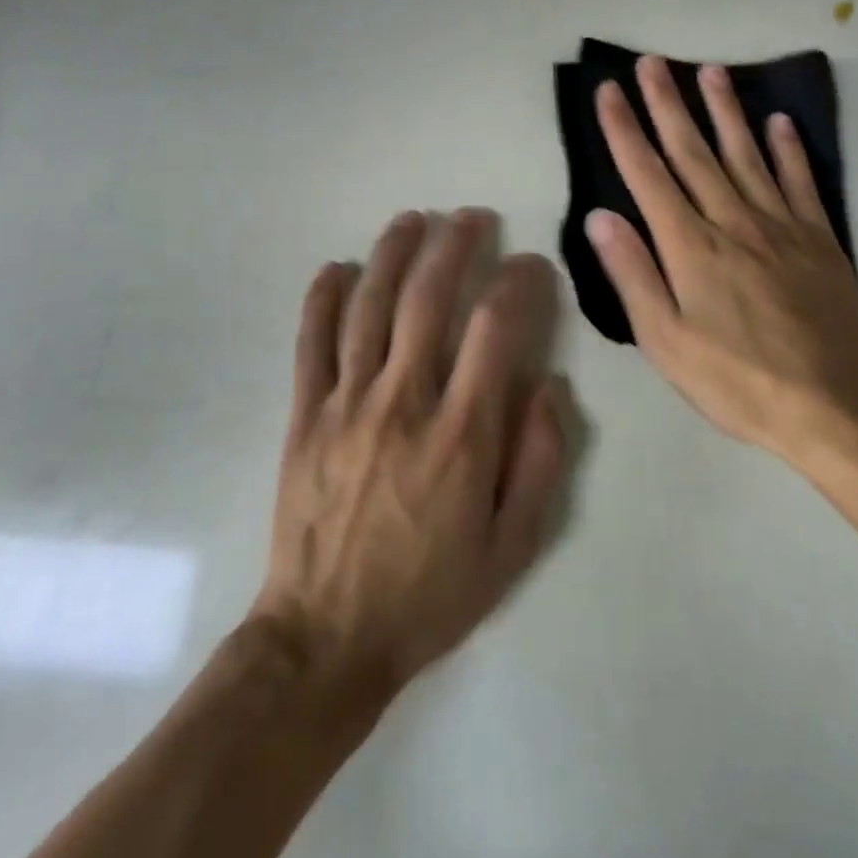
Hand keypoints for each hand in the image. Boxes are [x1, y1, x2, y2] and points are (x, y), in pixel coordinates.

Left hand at [251, 210, 562, 701]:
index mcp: (461, 434)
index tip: (529, 264)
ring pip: (369, 306)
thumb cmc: (430, 594)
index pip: (496, 330)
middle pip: (428, 299)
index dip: (518, 284)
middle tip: (471, 217)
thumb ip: (541, 462)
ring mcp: (347, 404)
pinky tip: (337, 267)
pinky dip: (323, 299)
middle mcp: (404, 402)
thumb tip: (552, 388)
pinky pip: (311, 343)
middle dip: (454, 246)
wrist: (327, 640)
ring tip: (413, 219)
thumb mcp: (513, 547)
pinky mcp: (305, 416)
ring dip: (393, 254)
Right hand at [587, 56, 857, 470]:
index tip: (609, 91)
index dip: (625, 130)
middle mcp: (733, 222)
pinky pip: (800, 182)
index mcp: (691, 247)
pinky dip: (789, 149)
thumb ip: (633, 275)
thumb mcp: (666, 342)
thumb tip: (601, 217)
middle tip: (651, 62)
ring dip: (725, 110)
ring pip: (746, 155)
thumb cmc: (737, 380)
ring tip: (709, 70)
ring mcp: (782, 226)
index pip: (648, 175)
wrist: (833, 405)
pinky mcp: (819, 240)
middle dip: (668, 104)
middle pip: (693, 152)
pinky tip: (779, 122)